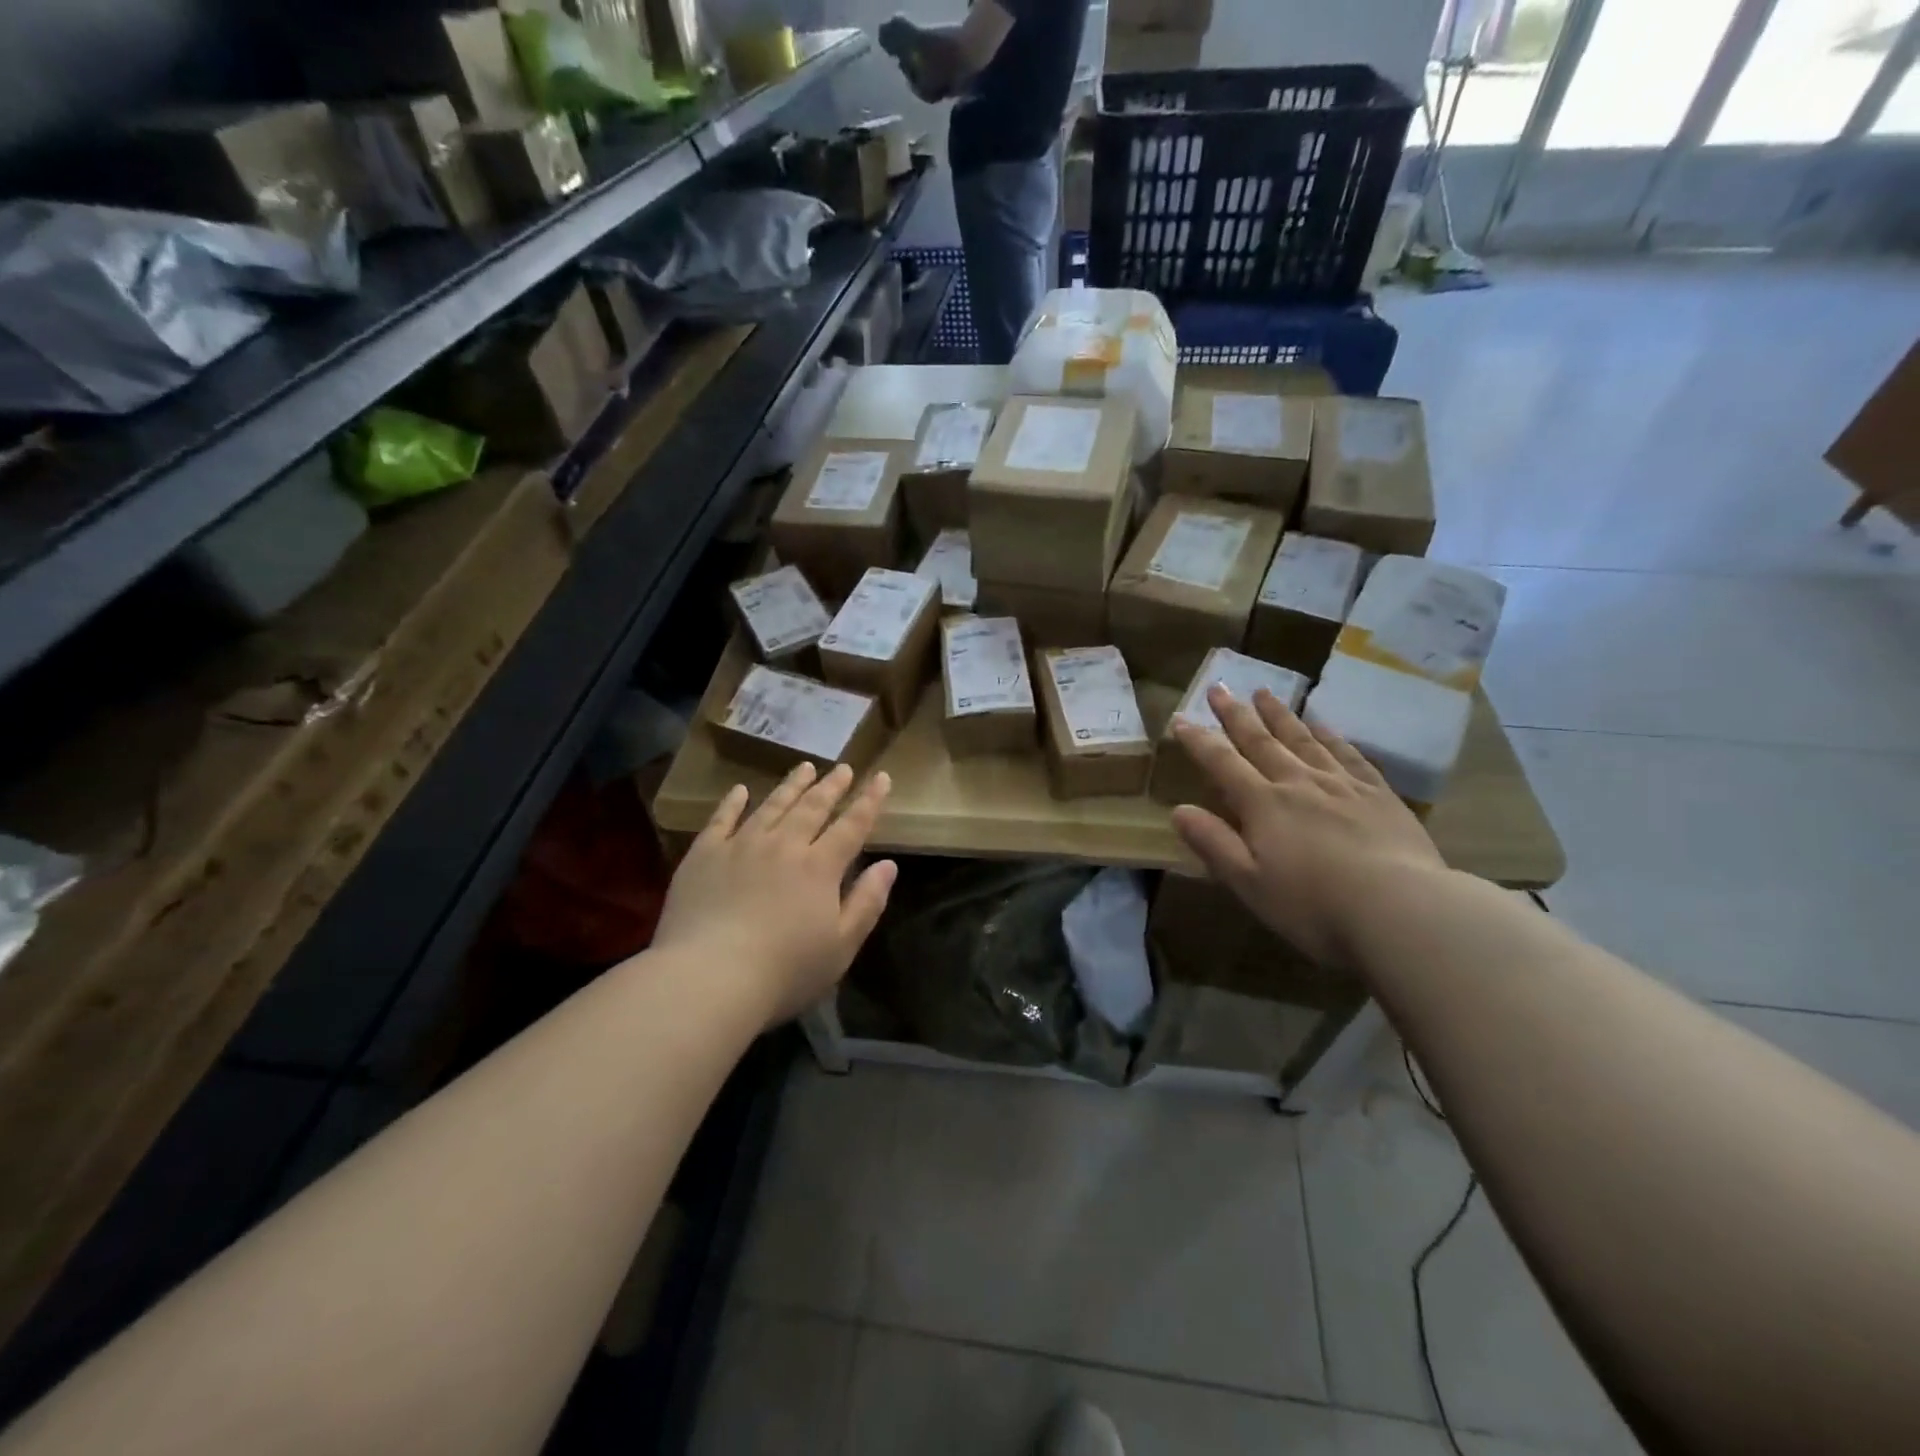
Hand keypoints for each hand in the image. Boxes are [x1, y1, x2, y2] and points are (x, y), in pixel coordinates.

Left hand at [652, 763, 896, 1023]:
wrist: (709, 978)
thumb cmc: (784, 972)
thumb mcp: (842, 946)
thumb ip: (867, 902)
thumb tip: (889, 865)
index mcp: (820, 868)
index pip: (852, 826)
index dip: (869, 800)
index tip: (881, 776)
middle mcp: (784, 846)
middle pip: (813, 807)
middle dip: (831, 786)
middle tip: (842, 767)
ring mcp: (741, 846)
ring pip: (772, 806)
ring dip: (792, 786)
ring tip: (804, 767)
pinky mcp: (704, 855)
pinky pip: (721, 819)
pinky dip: (733, 802)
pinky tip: (740, 790)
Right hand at [1170, 687, 1445, 965]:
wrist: (1402, 909)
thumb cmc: (1314, 905)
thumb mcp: (1249, 883)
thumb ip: (1213, 843)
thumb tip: (1178, 810)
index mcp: (1263, 804)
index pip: (1222, 763)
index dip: (1199, 741)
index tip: (1180, 719)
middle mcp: (1298, 783)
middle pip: (1261, 741)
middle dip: (1236, 715)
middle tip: (1219, 688)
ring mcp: (1342, 784)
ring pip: (1303, 739)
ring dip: (1280, 715)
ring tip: (1264, 693)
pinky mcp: (1379, 794)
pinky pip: (1348, 754)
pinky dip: (1331, 736)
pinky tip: (1323, 725)